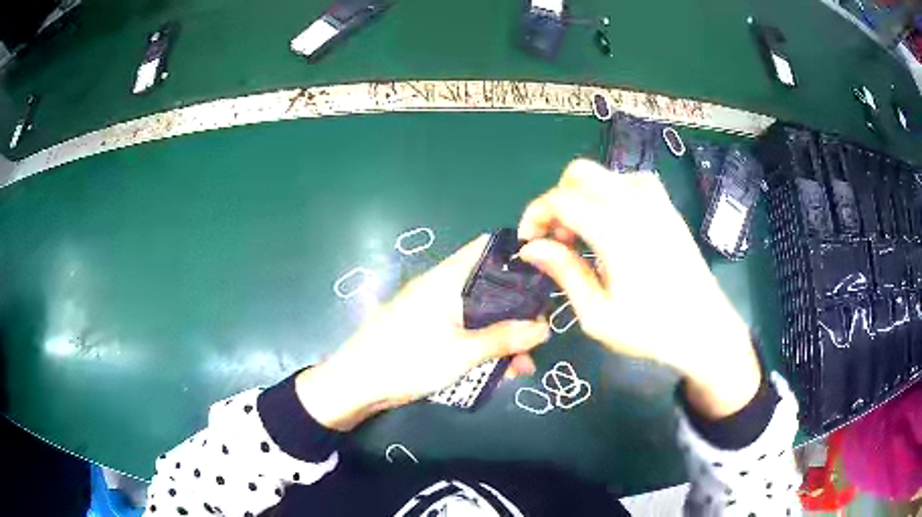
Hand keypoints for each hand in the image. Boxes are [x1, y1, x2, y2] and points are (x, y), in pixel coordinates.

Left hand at [297, 235, 550, 429]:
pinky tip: (504, 370)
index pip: (486, 249)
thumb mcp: (462, 352)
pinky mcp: (430, 332)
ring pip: (480, 314)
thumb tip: (545, 328)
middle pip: (489, 286)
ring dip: (503, 334)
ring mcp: (435, 311)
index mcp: (448, 279)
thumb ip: (504, 338)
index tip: (547, 275)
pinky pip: (466, 332)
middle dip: (517, 308)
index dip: (517, 255)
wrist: (357, 385)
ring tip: (525, 363)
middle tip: (541, 330)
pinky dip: (485, 346)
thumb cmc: (408, 359)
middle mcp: (443, 288)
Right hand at [517, 159, 760, 418]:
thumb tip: (532, 248)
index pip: (560, 199)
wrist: (705, 329)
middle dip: (557, 201)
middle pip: (579, 174)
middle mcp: (635, 203)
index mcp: (616, 229)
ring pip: (603, 175)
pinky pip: (627, 183)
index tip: (529, 242)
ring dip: (582, 197)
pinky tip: (612, 228)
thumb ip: (564, 272)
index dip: (535, 215)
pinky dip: (608, 196)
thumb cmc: (651, 329)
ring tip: (584, 238)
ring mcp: (655, 200)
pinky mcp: (667, 206)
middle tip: (558, 241)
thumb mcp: (597, 314)